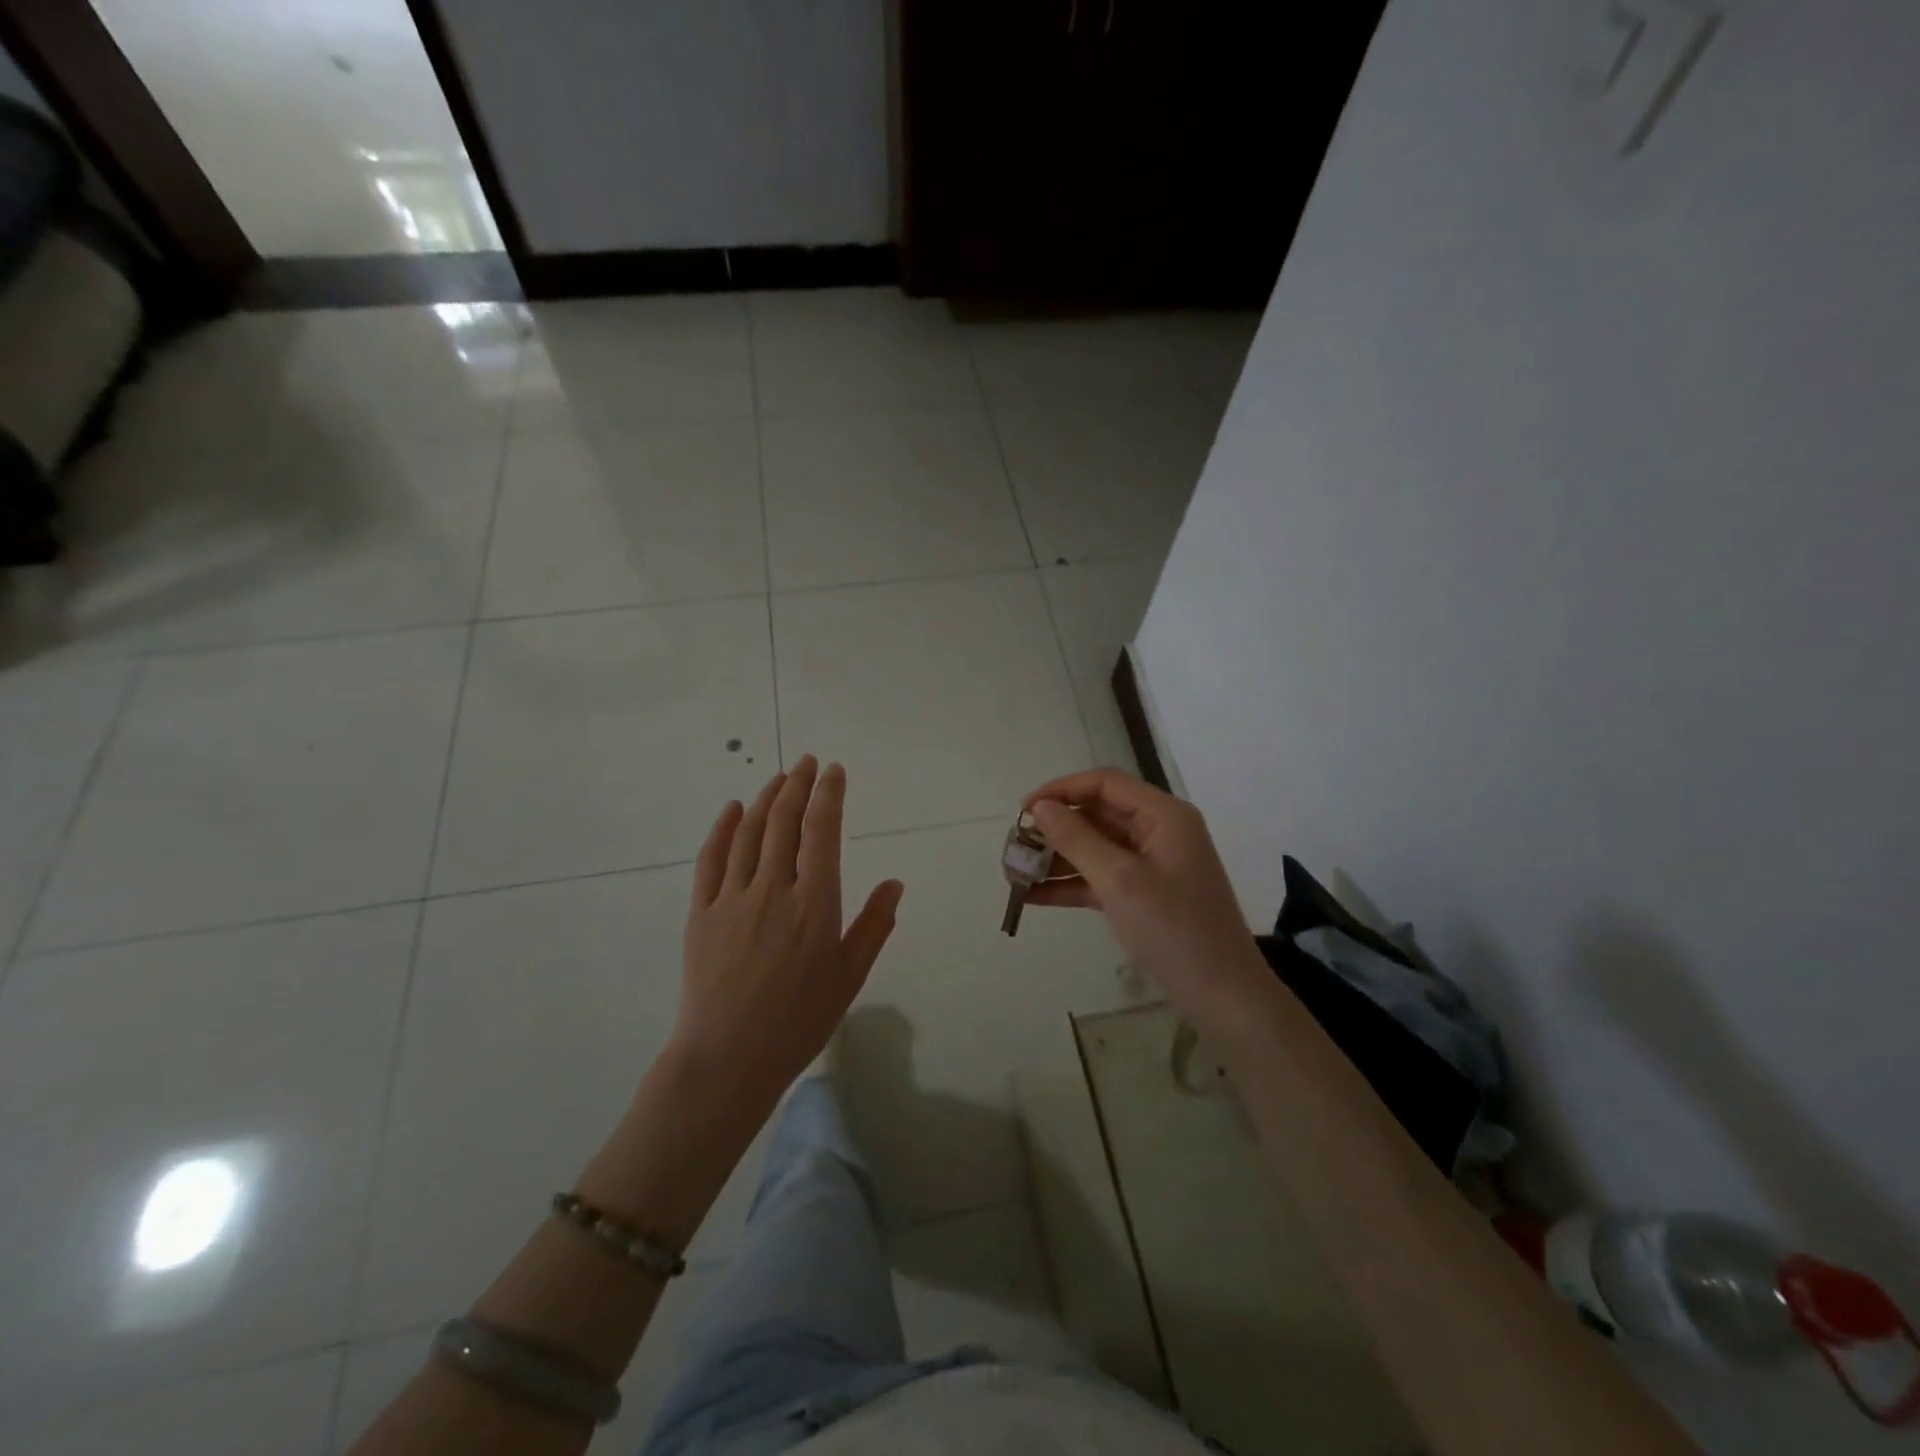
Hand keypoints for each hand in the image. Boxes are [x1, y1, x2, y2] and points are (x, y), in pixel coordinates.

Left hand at [674, 757, 903, 1105]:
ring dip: (766, 799)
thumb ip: (874, 925)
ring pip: (750, 832)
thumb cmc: (799, 1020)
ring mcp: (732, 897)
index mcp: (815, 902)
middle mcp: (774, 888)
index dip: (829, 795)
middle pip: (785, 822)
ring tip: (779, 778)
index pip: (822, 831)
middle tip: (807, 762)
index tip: (834, 771)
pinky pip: (711, 859)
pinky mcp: (700, 912)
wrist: (728, 1058)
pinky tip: (732, 809)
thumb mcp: (850, 976)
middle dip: (798, 785)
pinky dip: (723, 828)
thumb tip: (895, 882)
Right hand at [1023, 769, 1271, 1038]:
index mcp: (1163, 815)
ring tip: (1015, 873)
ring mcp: (1153, 865)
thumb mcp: (1119, 880)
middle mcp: (1159, 832)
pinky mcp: (1145, 896)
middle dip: (1055, 828)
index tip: (1023, 810)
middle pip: (1098, 815)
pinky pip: (1101, 878)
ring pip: (1096, 848)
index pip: (1105, 784)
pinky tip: (1033, 897)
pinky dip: (1071, 884)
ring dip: (1058, 859)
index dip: (1061, 790)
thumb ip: (1077, 839)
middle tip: (1015, 846)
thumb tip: (1041, 807)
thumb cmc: (1174, 929)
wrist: (1224, 997)